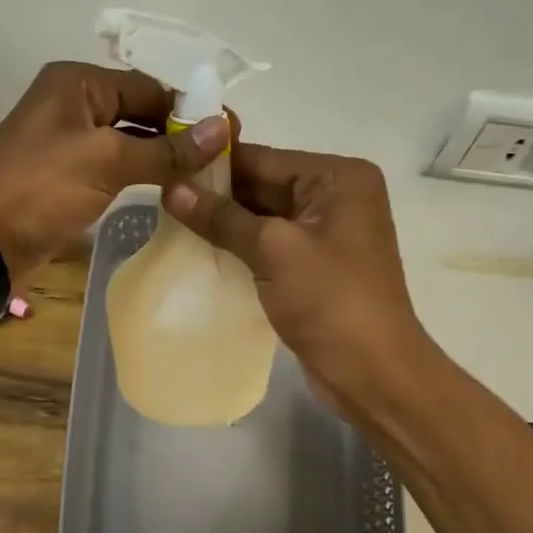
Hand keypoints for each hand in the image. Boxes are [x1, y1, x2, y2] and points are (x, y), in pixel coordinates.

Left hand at [0, 61, 228, 286]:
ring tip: (206, 178)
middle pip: (140, 111)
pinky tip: (172, 191)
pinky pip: (115, 166)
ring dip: (162, 157)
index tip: (230, 136)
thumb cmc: (42, 188)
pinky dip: (141, 174)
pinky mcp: (69, 174)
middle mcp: (74, 103)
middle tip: (223, 161)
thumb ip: (166, 149)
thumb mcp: (107, 162)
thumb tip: (222, 129)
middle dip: (178, 135)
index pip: (149, 87)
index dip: (190, 111)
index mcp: (78, 82)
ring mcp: (70, 140)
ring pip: (129, 141)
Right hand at [161, 144, 426, 414]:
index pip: (263, 159)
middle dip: (215, 196)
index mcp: (339, 178)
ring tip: (168, 224)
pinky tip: (199, 252)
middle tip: (159, 200)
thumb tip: (170, 188)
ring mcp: (327, 234)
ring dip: (223, 225)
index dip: (212, 166)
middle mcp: (337, 196)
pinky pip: (270, 246)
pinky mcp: (316, 267)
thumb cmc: (330, 301)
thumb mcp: (273, 251)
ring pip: (263, 218)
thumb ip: (222, 217)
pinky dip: (239, 249)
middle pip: (263, 186)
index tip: (162, 169)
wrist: (373, 373)